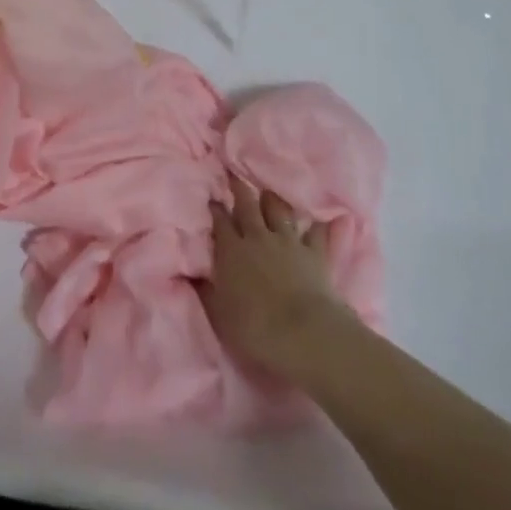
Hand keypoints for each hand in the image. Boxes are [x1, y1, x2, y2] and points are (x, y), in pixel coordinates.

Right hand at [202, 178, 353, 379]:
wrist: (303, 333)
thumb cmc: (255, 329)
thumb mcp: (219, 315)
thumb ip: (206, 290)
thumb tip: (191, 273)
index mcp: (232, 251)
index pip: (220, 222)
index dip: (215, 209)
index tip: (212, 198)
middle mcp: (258, 237)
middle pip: (247, 206)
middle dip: (239, 189)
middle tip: (235, 175)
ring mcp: (288, 241)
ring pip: (278, 210)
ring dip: (272, 200)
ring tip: (268, 191)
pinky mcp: (314, 252)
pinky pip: (316, 232)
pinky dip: (316, 225)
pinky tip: (319, 218)